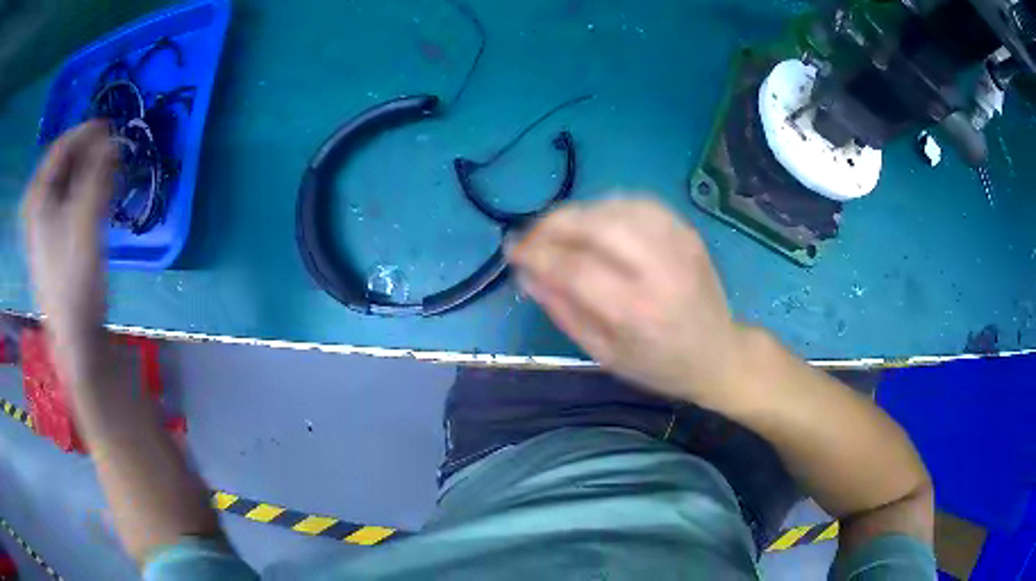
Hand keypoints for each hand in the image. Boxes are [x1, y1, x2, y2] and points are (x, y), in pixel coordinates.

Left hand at [22, 121, 115, 372]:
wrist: (76, 337)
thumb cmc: (75, 280)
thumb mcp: (86, 222)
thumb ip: (98, 175)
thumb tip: (113, 139)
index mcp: (37, 199)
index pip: (60, 148)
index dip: (84, 133)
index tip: (110, 126)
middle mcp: (37, 207)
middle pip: (63, 165)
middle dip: (88, 154)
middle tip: (113, 151)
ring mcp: (44, 225)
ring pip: (67, 183)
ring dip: (90, 173)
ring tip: (112, 172)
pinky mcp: (54, 241)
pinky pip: (69, 202)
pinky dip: (86, 193)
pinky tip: (103, 195)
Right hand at [508, 195, 754, 405]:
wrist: (718, 354)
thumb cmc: (658, 365)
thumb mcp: (603, 355)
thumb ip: (563, 311)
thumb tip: (526, 274)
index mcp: (635, 312)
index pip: (573, 267)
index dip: (536, 254)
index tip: (512, 252)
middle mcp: (658, 270)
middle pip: (595, 225)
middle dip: (552, 224)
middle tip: (532, 235)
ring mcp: (677, 244)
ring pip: (615, 207)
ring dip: (577, 213)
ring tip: (559, 230)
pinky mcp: (686, 231)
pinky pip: (639, 203)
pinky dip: (608, 206)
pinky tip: (596, 222)